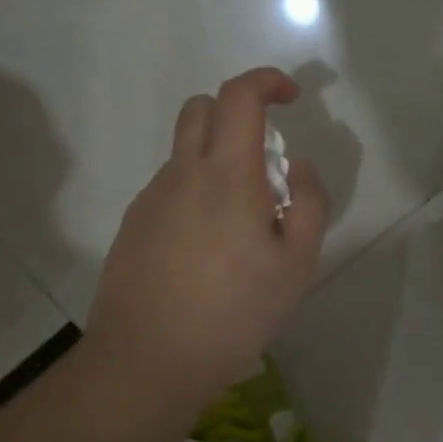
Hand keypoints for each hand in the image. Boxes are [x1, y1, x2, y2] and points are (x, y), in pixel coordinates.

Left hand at [87, 67, 329, 415]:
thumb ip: (309, 202)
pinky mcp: (133, 224)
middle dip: (236, 113)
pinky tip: (204, 251)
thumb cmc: (233, 313)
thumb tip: (296, 165)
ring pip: (184, 153)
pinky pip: (169, 188)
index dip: (267, 82)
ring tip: (238, 227)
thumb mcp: (296, 264)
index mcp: (226, 174)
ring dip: (215, 161)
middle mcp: (182, 173)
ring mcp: (151, 197)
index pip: (239, 96)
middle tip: (262, 162)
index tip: (290, 99)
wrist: (148, 358)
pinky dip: (193, 194)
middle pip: (201, 108)